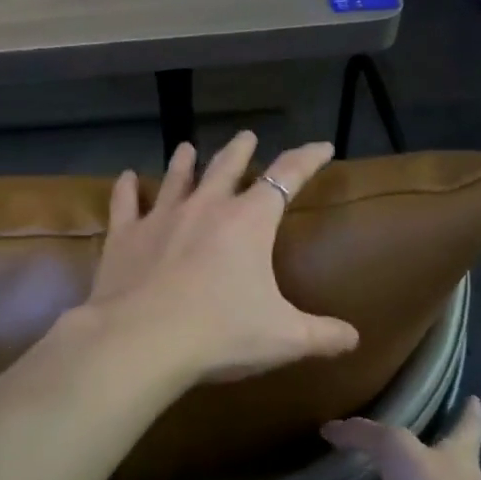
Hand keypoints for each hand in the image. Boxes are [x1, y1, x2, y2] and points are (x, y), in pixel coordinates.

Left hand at [82, 130, 360, 383]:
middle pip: (227, 167)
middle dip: (241, 150)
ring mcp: (162, 218)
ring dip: (185, 162)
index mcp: (249, 222)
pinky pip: (126, 203)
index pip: (287, 177)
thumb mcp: (284, 338)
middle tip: (247, 137)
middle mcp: (206, 208)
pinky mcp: (126, 237)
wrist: (142, 341)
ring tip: (187, 148)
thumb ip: (323, 335)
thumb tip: (355, 339)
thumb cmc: (221, 334)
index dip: (308, 159)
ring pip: (177, 178)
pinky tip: (126, 178)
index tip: (322, 146)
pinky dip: (126, 188)